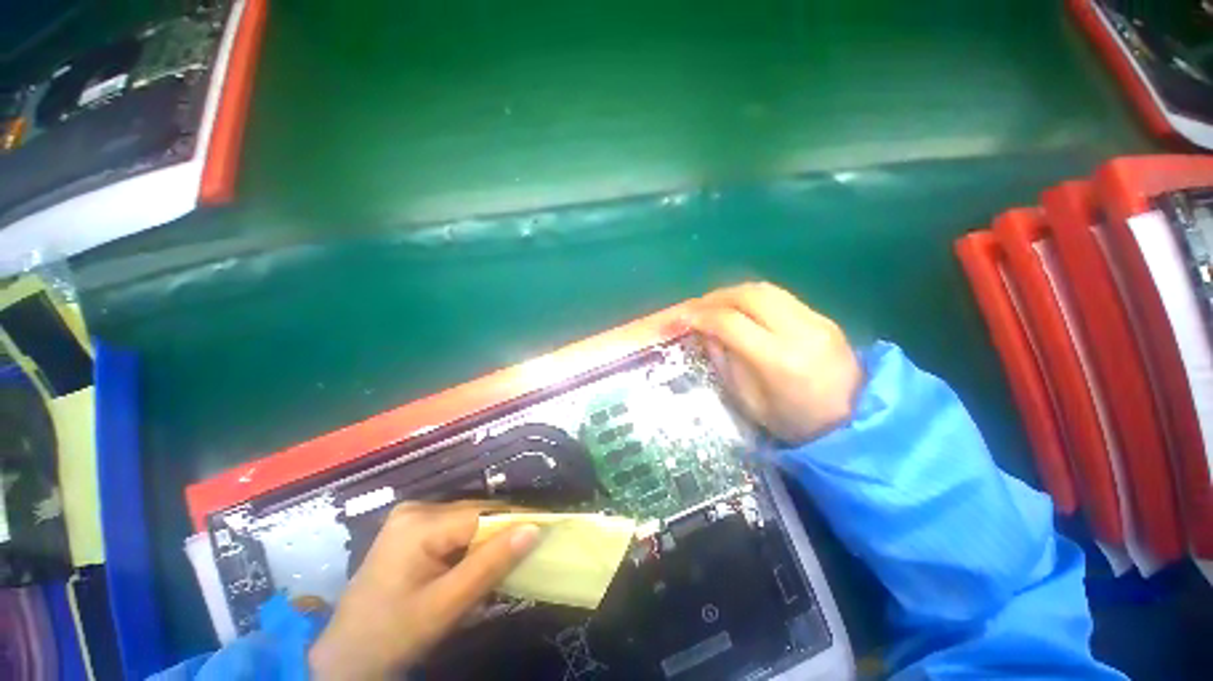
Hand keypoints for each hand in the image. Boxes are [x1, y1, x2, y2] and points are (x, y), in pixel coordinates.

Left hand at [308, 502, 539, 679]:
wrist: (345, 660)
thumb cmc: (391, 636)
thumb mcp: (444, 607)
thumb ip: (490, 566)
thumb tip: (534, 528)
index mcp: (419, 523)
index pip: (483, 514)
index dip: (516, 522)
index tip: (547, 530)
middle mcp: (417, 508)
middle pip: (476, 514)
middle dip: (503, 532)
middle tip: (531, 548)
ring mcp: (411, 518)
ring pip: (468, 521)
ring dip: (489, 539)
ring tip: (510, 556)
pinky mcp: (411, 530)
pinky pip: (454, 529)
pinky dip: (472, 544)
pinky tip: (479, 561)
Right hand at [687, 282, 861, 444]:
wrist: (855, 421)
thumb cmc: (795, 423)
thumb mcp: (750, 402)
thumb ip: (725, 363)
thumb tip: (707, 333)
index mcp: (778, 360)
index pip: (731, 322)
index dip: (702, 316)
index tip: (683, 318)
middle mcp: (799, 331)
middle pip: (749, 295)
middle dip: (715, 297)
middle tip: (696, 308)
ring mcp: (815, 320)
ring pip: (764, 289)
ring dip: (732, 293)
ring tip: (714, 305)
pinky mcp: (822, 316)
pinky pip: (779, 296)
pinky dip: (752, 298)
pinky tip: (740, 309)